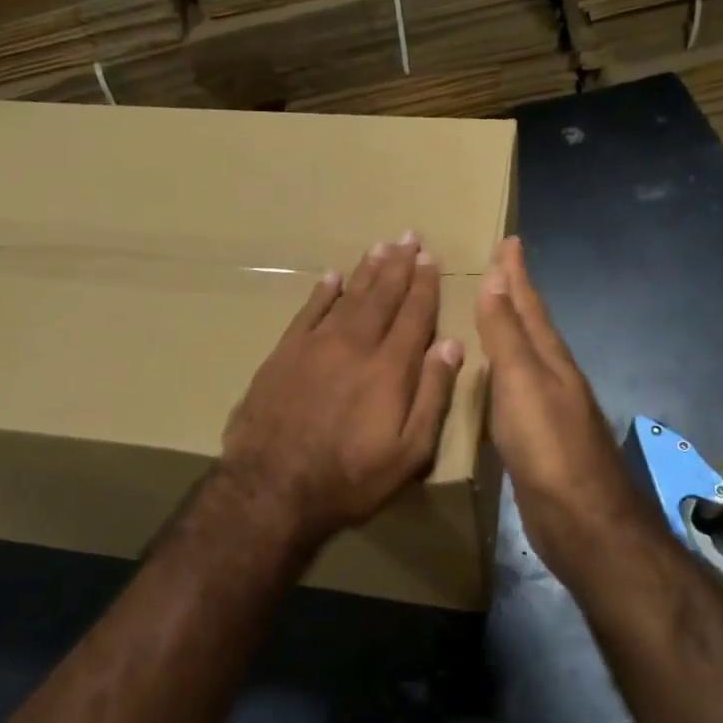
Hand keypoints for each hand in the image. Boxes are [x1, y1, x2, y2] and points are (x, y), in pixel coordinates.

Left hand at [222, 232, 463, 548]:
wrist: (271, 487)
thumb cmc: (349, 478)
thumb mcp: (408, 452)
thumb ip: (432, 395)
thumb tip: (451, 345)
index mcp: (390, 368)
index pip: (414, 315)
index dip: (424, 285)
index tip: (430, 258)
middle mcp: (355, 345)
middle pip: (382, 296)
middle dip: (398, 265)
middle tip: (409, 236)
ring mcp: (316, 345)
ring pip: (348, 296)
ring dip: (366, 270)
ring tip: (380, 246)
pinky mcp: (284, 353)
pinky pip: (308, 311)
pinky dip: (323, 291)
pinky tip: (332, 276)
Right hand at [476, 237, 652, 575]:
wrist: (581, 521)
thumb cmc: (548, 446)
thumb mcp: (522, 382)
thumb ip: (507, 333)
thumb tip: (498, 277)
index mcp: (550, 358)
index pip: (530, 303)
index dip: (517, 272)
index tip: (509, 240)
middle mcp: (554, 376)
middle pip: (534, 325)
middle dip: (517, 294)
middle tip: (499, 268)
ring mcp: (550, 408)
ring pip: (527, 356)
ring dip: (512, 331)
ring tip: (493, 313)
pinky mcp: (539, 438)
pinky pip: (518, 389)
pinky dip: (505, 371)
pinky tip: (495, 379)